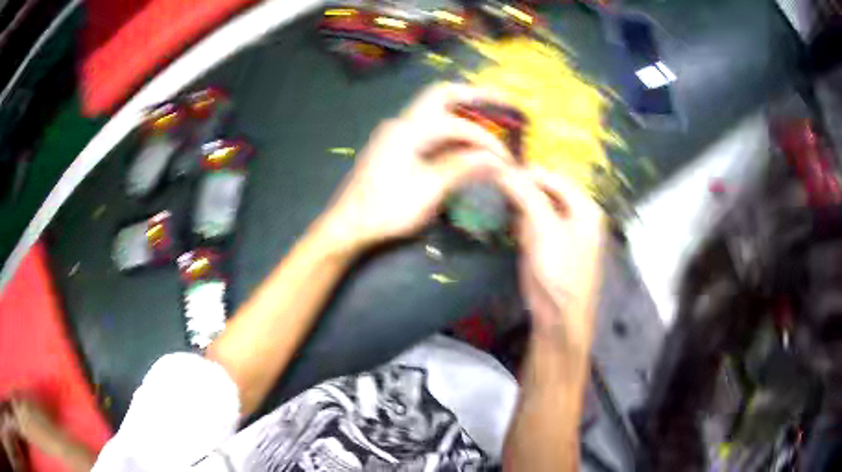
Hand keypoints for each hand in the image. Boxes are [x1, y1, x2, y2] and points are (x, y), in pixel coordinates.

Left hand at [317, 83, 512, 252]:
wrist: (348, 224)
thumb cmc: (386, 208)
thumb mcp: (429, 190)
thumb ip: (462, 168)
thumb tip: (495, 159)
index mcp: (409, 129)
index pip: (457, 124)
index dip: (485, 139)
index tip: (505, 158)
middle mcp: (403, 123)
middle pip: (442, 95)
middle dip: (473, 96)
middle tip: (501, 101)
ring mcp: (397, 133)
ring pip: (435, 111)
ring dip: (462, 113)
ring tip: (490, 119)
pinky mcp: (396, 147)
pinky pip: (429, 129)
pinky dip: (451, 132)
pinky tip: (465, 143)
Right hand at [496, 167, 605, 354]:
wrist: (559, 318)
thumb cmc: (558, 271)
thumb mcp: (544, 228)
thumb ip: (527, 195)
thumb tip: (505, 170)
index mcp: (585, 207)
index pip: (553, 177)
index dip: (527, 173)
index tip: (498, 173)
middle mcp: (580, 216)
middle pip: (548, 191)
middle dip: (523, 190)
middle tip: (497, 190)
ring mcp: (567, 233)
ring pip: (540, 208)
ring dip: (520, 207)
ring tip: (500, 207)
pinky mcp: (554, 248)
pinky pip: (536, 225)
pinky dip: (522, 223)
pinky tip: (510, 227)